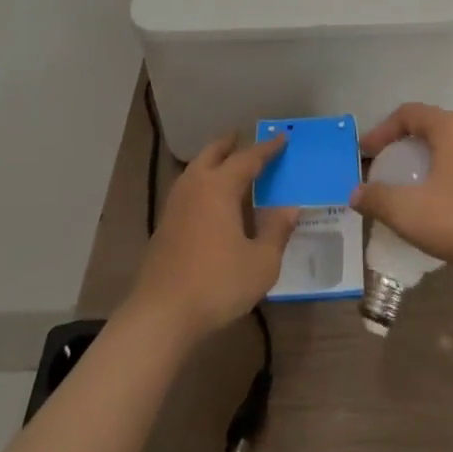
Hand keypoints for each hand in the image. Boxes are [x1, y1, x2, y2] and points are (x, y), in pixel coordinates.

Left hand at [127, 134, 299, 342]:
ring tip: (225, 163)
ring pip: (195, 169)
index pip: (247, 158)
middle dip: (229, 144)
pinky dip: (201, 181)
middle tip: (242, 136)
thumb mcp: (261, 263)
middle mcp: (195, 185)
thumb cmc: (217, 284)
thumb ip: (277, 231)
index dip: (266, 149)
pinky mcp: (164, 224)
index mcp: (219, 186)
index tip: (281, 139)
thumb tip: (291, 207)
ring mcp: (175, 204)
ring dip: (212, 160)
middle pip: (213, 153)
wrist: (161, 314)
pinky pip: (187, 188)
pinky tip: (208, 199)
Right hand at [351, 104, 452, 281]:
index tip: (364, 154)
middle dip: (400, 145)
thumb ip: (378, 200)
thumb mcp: (411, 213)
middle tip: (381, 168)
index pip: (407, 113)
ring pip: (444, 149)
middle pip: (426, 127)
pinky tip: (435, 207)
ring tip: (404, 188)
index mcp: (448, 128)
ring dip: (420, 163)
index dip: (381, 130)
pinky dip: (439, 177)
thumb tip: (355, 194)